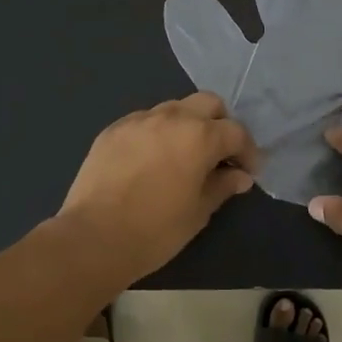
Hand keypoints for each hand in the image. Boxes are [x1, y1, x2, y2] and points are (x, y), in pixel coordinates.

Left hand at [57, 92, 260, 283]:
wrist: (93, 238)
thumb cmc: (156, 230)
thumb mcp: (198, 212)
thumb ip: (222, 186)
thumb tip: (239, 176)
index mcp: (199, 136)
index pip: (236, 132)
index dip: (248, 152)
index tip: (248, 172)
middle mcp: (171, 117)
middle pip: (208, 104)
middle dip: (220, 124)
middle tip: (220, 155)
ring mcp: (138, 120)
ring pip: (174, 109)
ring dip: (188, 125)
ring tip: (185, 155)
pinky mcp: (112, 130)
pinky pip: (145, 121)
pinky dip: (158, 133)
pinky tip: (152, 160)